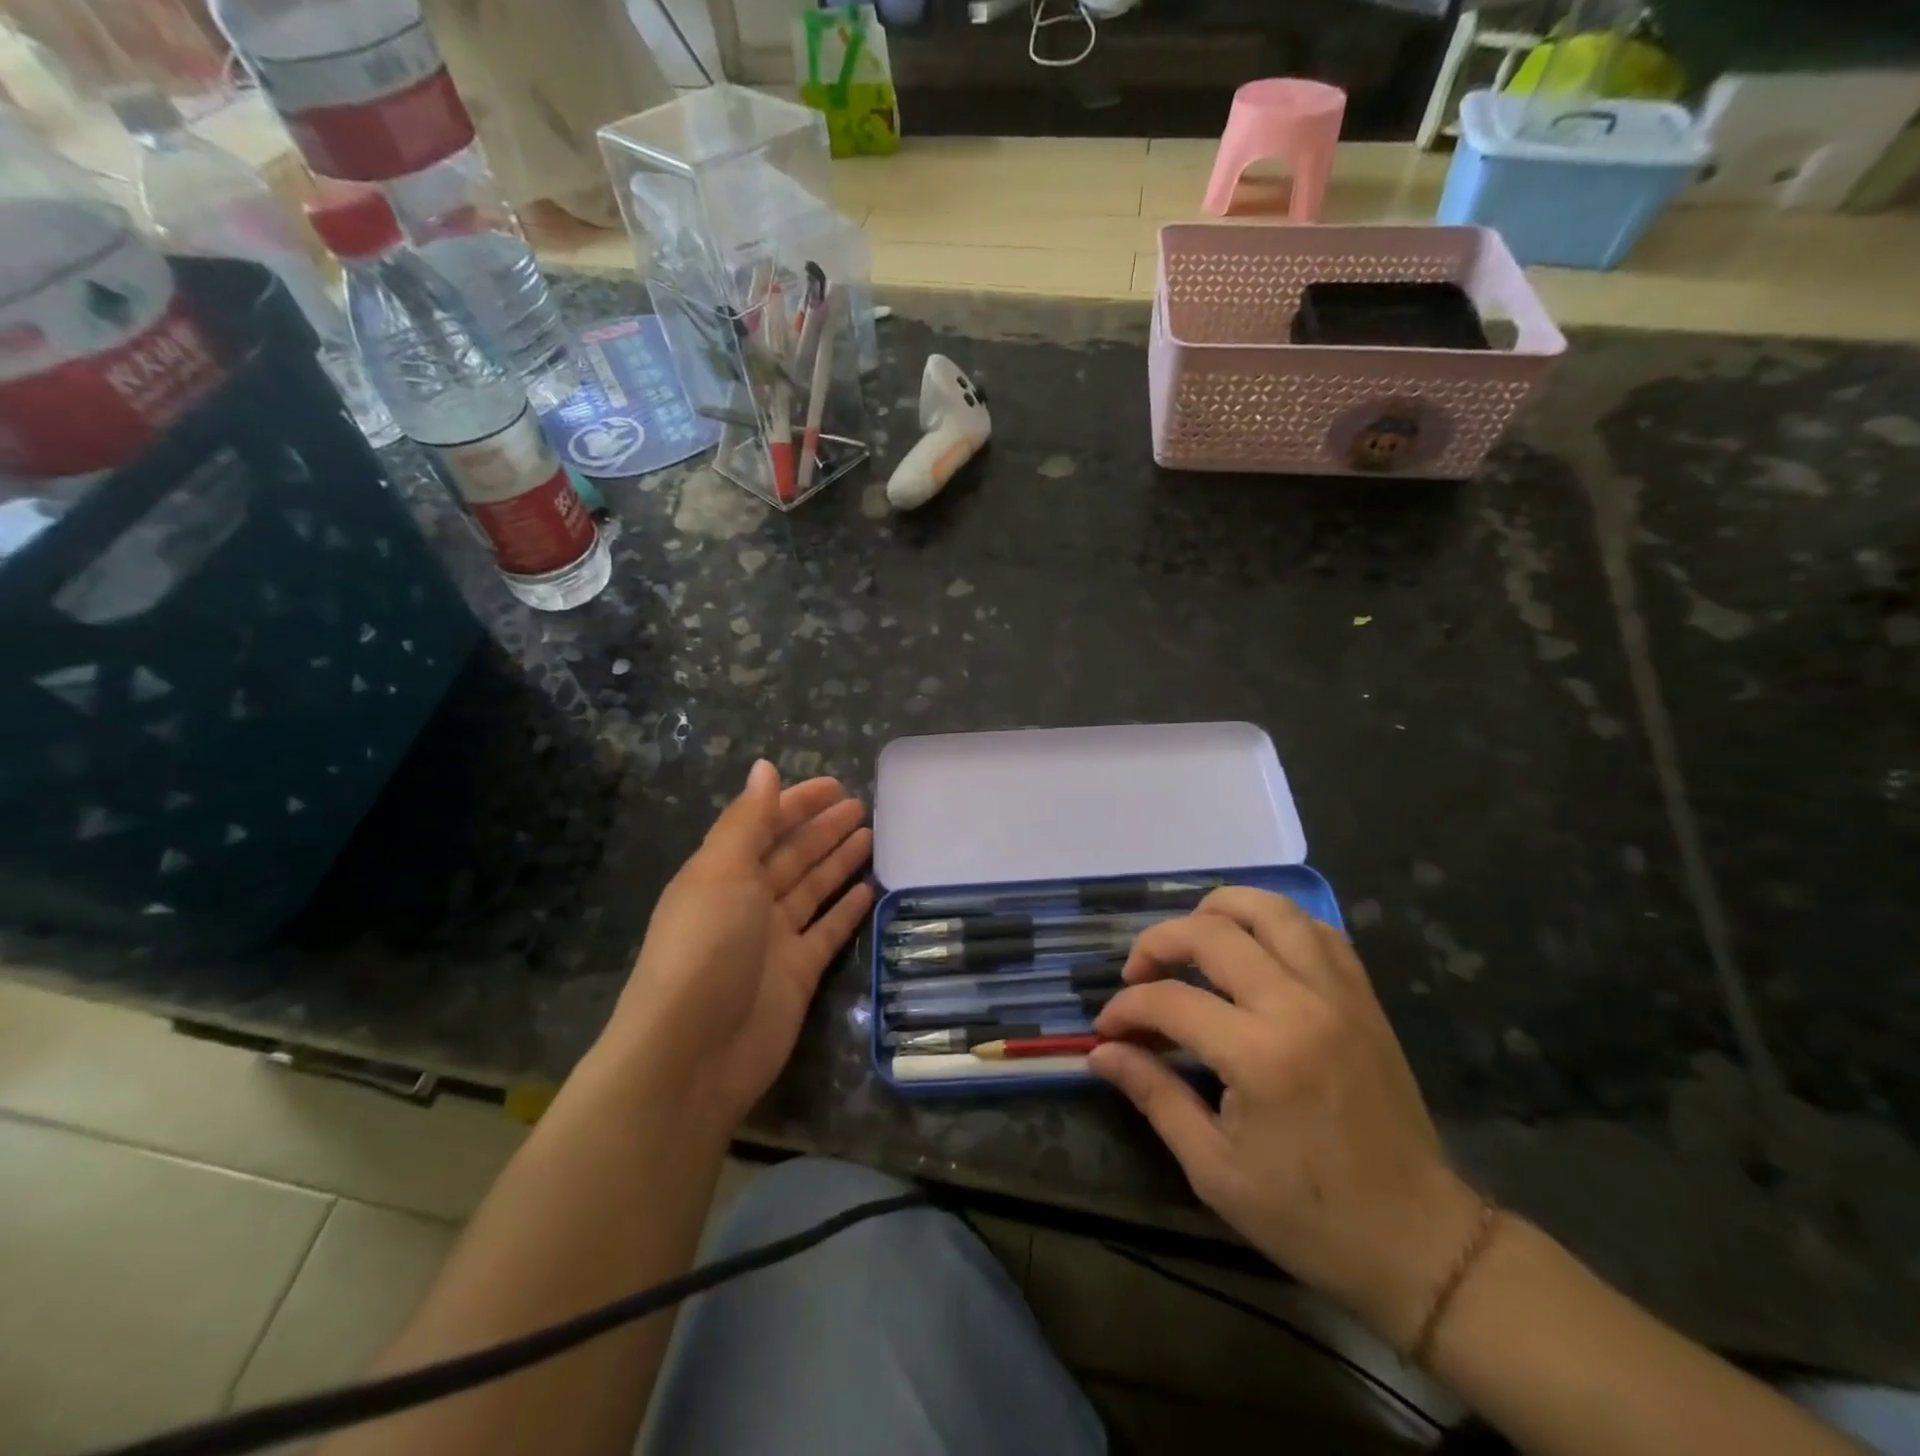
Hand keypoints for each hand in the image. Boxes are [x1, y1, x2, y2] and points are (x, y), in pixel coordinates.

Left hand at [603, 760, 873, 1130]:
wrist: (694, 1052)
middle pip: (792, 855)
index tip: (836, 784)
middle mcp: (746, 901)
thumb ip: (748, 820)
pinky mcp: (798, 973)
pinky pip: (828, 931)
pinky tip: (871, 888)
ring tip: (872, 836)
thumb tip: (764, 767)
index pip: (763, 825)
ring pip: (813, 889)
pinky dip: (847, 910)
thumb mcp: (722, 872)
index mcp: (721, 873)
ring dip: (839, 862)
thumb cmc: (705, 948)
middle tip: (863, 806)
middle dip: (823, 829)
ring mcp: (774, 939)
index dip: (797, 803)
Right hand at [1088, 887, 1483, 1347]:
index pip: (1170, 1001)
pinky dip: (1276, 924)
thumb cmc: (1309, 1218)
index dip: (1126, 1008)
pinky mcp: (1364, 998)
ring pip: (1271, 910)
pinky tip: (1254, 946)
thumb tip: (1101, 1053)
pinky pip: (1317, 931)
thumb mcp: (1215, 1168)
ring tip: (1191, 937)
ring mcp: (1339, 994)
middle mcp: (1299, 1006)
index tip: (1107, 1029)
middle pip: (1213, 933)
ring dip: (1219, 910)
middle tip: (1137, 973)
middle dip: (1159, 942)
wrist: (1420, 1243)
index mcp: (1260, 1056)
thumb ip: (1154, 1095)